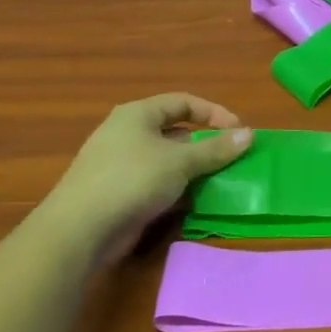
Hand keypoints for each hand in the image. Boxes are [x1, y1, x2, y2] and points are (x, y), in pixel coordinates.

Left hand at [37, 94, 251, 263]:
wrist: (81, 229)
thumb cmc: (132, 180)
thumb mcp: (181, 161)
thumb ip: (216, 149)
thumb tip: (249, 134)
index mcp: (138, 114)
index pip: (183, 102)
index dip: (214, 113)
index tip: (238, 131)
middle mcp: (127, 133)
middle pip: (176, 131)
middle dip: (205, 145)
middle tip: (231, 158)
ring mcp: (121, 164)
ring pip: (168, 160)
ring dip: (194, 169)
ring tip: (219, 181)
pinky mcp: (120, 192)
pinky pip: (157, 183)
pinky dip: (177, 188)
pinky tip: (194, 202)